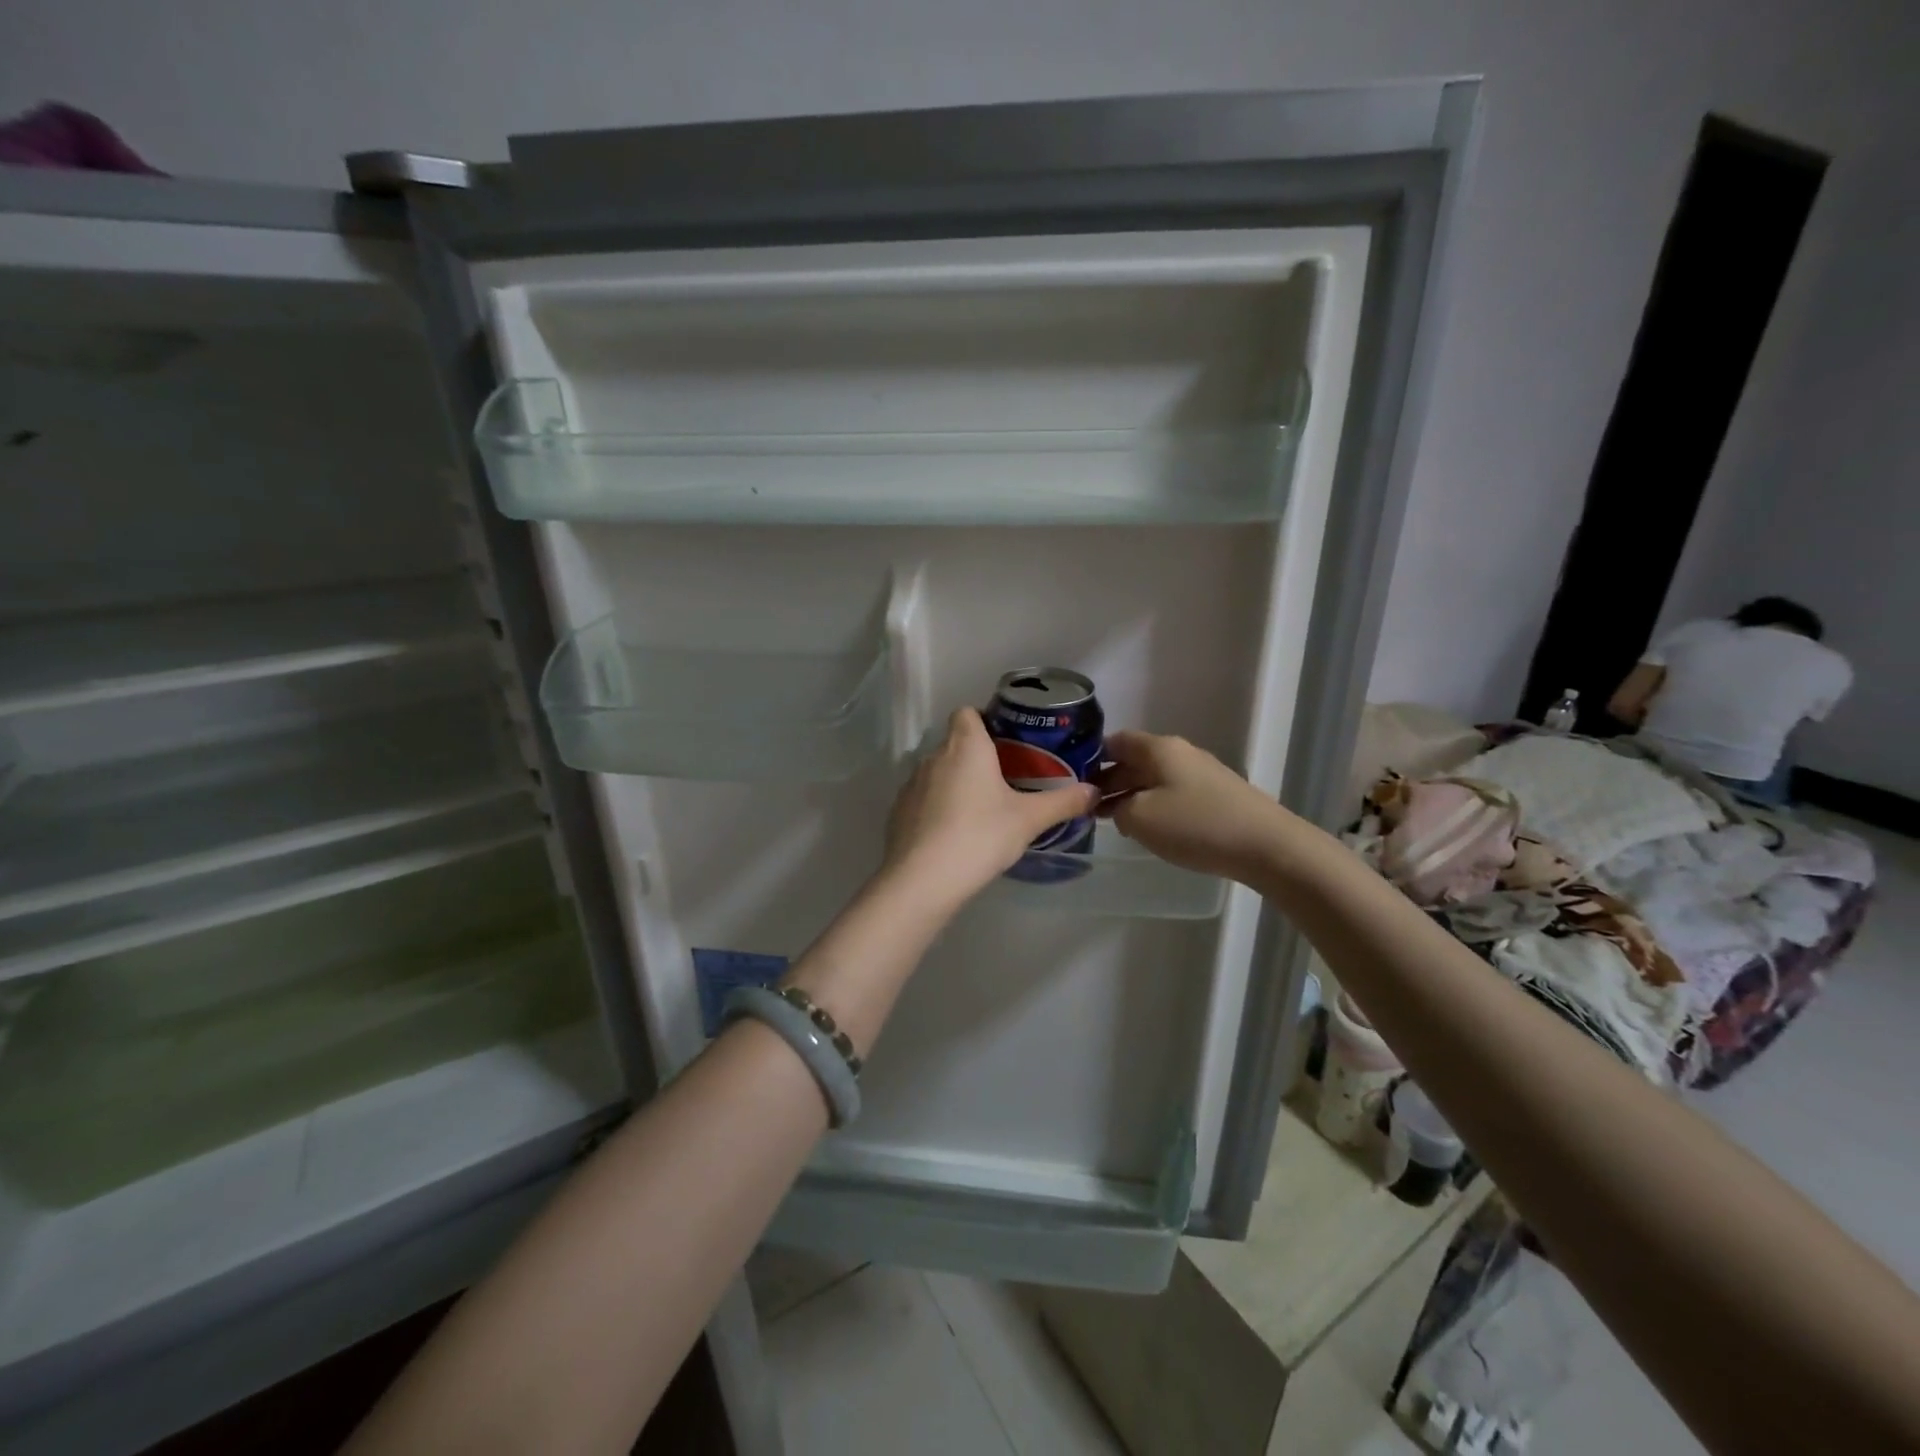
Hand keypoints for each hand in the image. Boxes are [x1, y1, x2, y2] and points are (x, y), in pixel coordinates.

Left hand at [882, 708, 1098, 907]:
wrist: (923, 879)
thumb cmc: (980, 835)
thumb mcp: (1029, 820)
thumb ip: (1063, 802)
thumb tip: (1095, 791)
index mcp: (965, 746)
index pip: (968, 712)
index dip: (986, 720)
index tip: (1008, 742)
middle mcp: (933, 756)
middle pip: (956, 743)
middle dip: (978, 757)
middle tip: (1007, 780)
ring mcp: (911, 784)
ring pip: (939, 772)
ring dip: (957, 783)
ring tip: (983, 810)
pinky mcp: (898, 812)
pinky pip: (924, 799)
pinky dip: (939, 808)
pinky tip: (956, 834)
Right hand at [1100, 730, 1290, 881]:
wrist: (1266, 846)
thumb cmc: (1195, 825)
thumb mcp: (1139, 818)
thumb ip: (1116, 808)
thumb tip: (1116, 805)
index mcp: (1158, 748)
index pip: (1115, 741)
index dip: (1091, 758)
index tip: (1072, 780)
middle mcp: (1179, 753)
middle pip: (1134, 760)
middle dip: (1108, 781)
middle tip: (1087, 808)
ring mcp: (1200, 773)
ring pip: (1153, 779)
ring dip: (1130, 796)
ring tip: (1112, 822)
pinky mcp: (1216, 795)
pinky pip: (1172, 793)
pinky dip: (1153, 806)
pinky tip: (1149, 829)